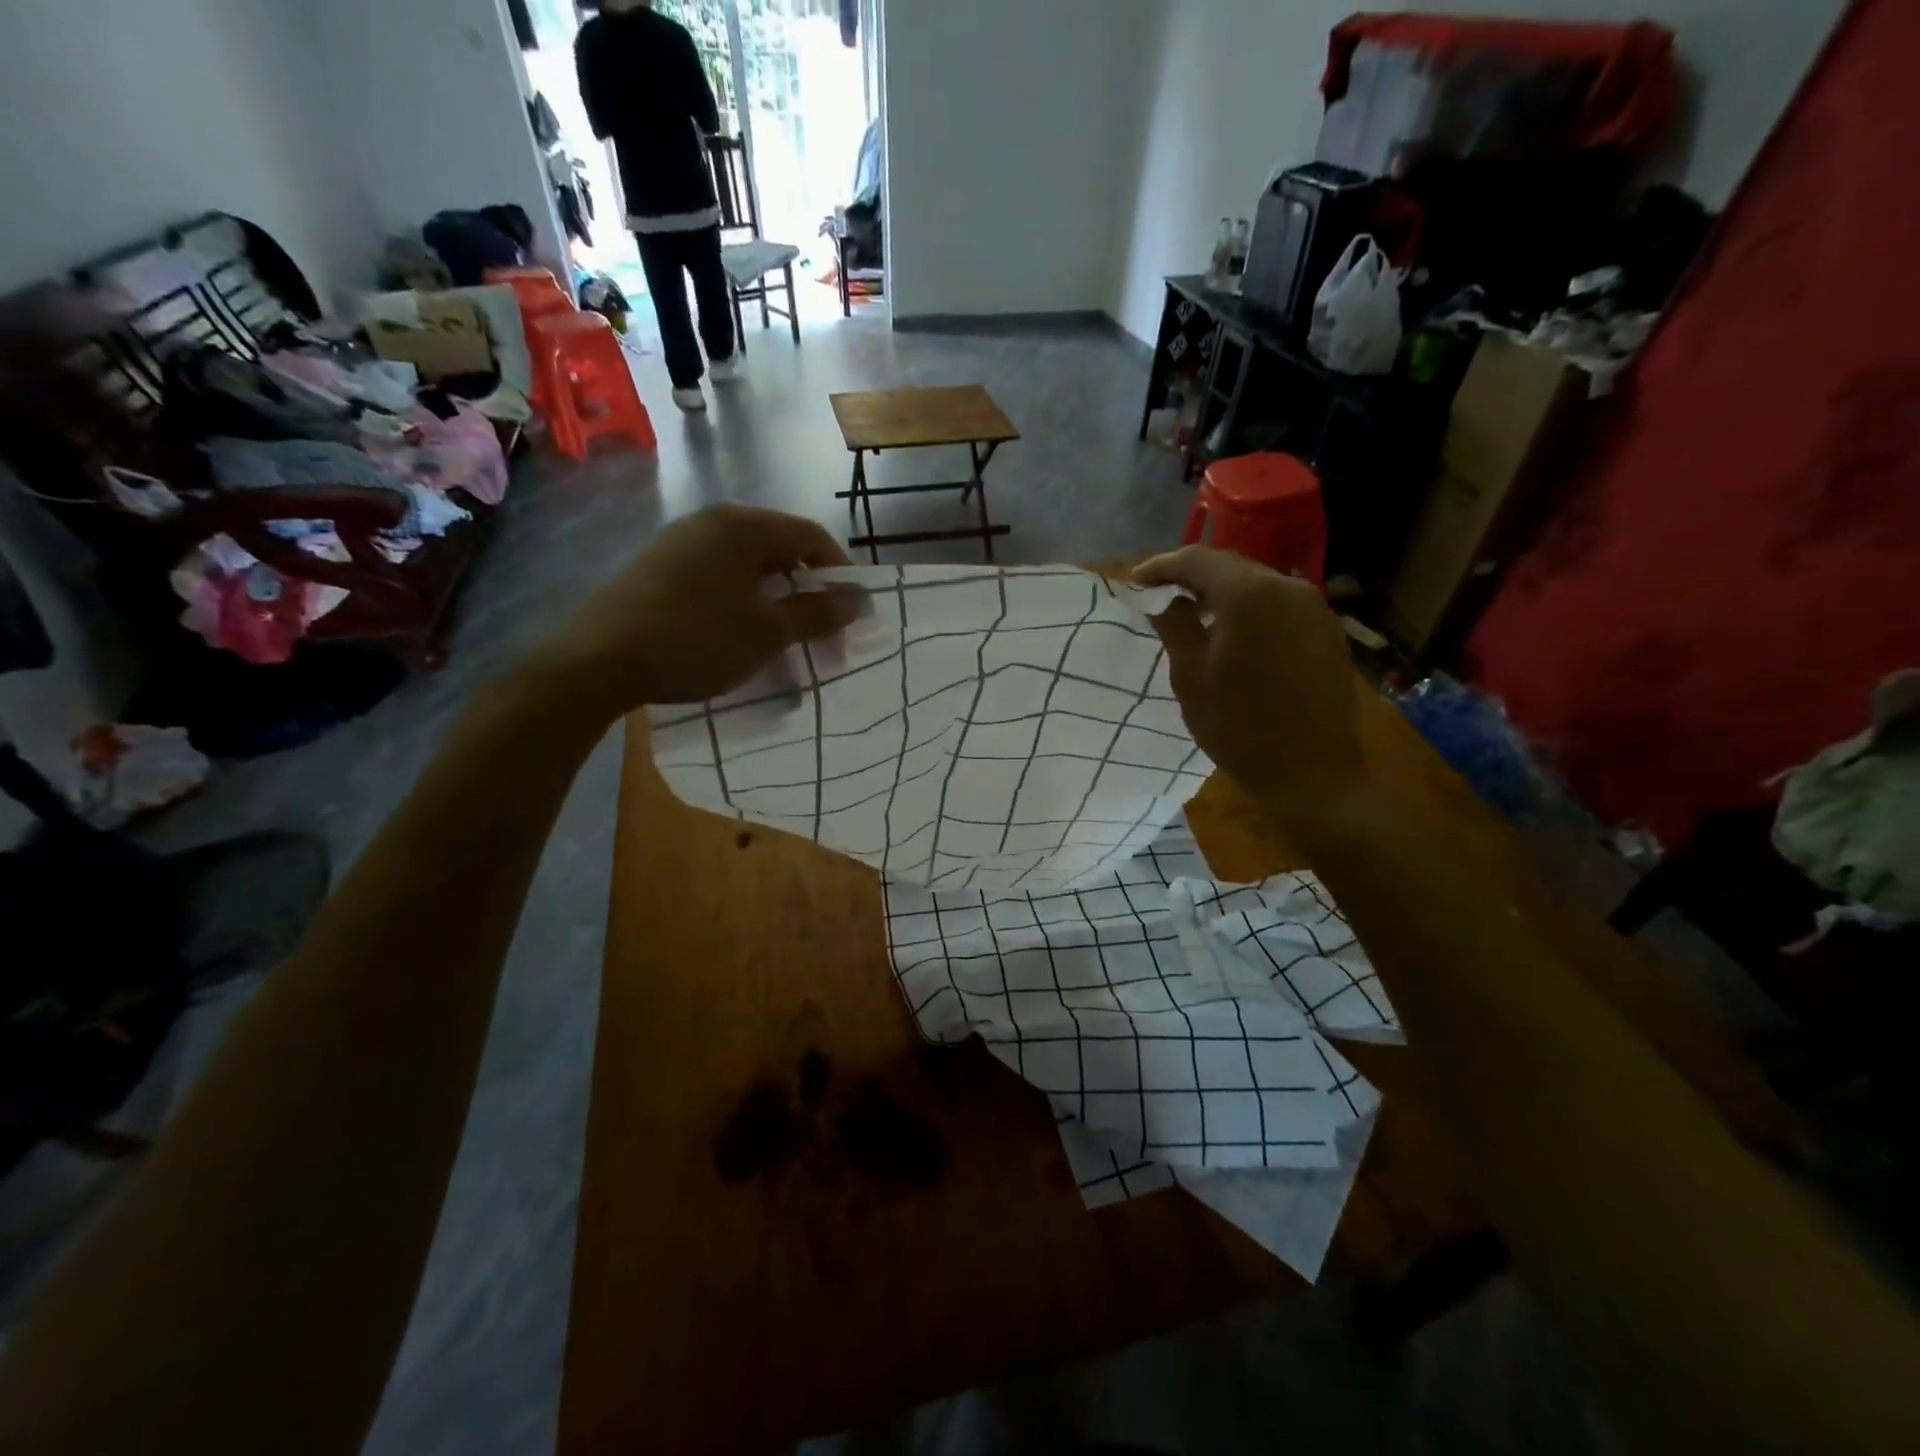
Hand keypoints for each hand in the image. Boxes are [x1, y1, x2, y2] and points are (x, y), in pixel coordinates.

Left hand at [544, 504, 863, 713]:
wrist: (598, 661)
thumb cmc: (695, 640)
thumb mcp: (766, 632)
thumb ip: (816, 613)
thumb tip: (859, 600)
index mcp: (742, 526)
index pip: (810, 535)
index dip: (839, 570)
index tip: (853, 610)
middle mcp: (712, 522)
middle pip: (779, 548)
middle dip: (808, 589)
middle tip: (822, 631)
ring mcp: (681, 542)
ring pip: (748, 565)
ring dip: (776, 599)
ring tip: (785, 639)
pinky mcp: (659, 567)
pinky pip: (719, 575)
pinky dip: (743, 601)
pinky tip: (741, 634)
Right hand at [1133, 547, 1366, 823]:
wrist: (1311, 773)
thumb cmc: (1240, 727)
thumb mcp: (1191, 677)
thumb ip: (1174, 626)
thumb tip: (1164, 599)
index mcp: (1249, 594)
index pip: (1197, 559)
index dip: (1161, 566)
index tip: (1135, 581)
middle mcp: (1287, 587)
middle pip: (1230, 566)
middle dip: (1192, 577)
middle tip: (1159, 595)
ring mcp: (1313, 608)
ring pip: (1257, 585)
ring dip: (1222, 593)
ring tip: (1193, 614)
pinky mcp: (1326, 631)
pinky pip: (1279, 605)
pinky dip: (1250, 610)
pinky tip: (1233, 634)